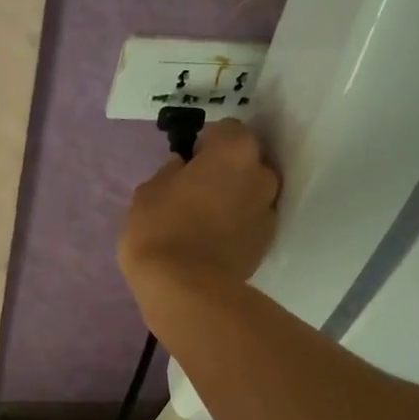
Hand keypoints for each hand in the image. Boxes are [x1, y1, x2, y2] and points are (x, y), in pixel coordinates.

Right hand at [118, 119, 279, 298]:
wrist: (186, 289)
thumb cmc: (161, 228)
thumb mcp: (149, 190)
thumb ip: (171, 171)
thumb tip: (182, 167)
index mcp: (234, 151)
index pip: (227, 130)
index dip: (206, 143)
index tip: (188, 162)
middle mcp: (261, 174)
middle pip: (245, 162)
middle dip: (225, 170)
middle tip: (196, 190)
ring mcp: (269, 210)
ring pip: (250, 193)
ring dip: (233, 198)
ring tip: (204, 219)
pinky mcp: (267, 242)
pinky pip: (250, 222)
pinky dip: (237, 225)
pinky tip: (212, 241)